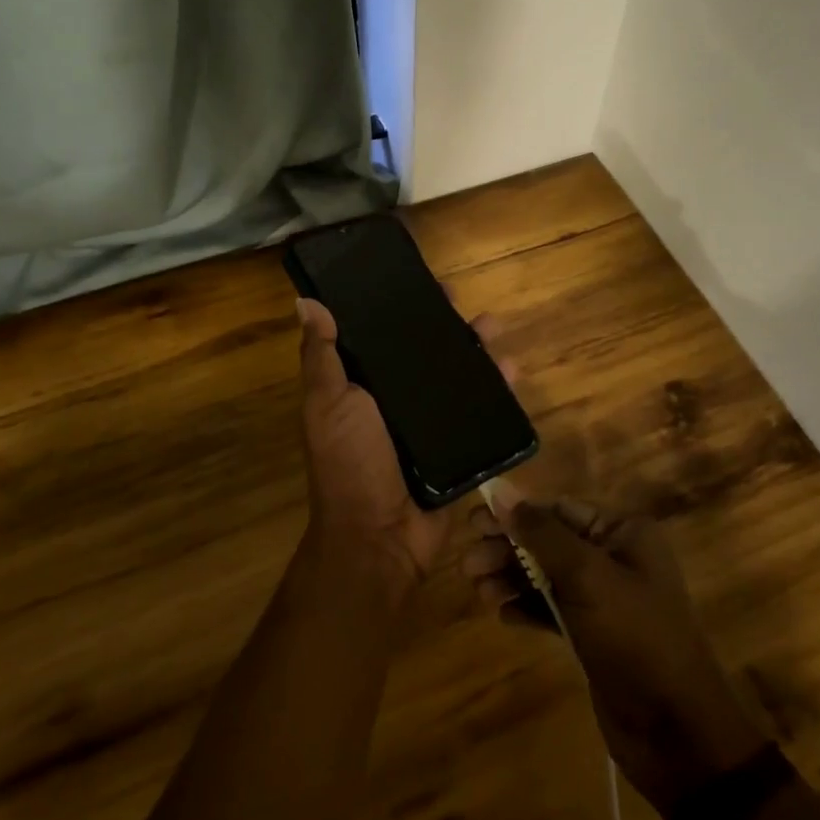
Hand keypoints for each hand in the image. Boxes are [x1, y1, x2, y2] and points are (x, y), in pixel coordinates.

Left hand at [296, 298, 516, 596]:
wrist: (381, 538)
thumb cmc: (349, 463)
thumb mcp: (328, 404)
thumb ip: (321, 356)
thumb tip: (306, 301)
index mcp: (361, 384)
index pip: (381, 336)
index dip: (398, 308)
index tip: (418, 281)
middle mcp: (394, 399)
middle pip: (424, 352)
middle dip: (444, 326)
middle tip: (464, 304)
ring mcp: (428, 423)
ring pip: (456, 376)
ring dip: (476, 351)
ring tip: (495, 329)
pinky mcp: (456, 445)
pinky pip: (479, 411)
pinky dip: (497, 390)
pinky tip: (513, 370)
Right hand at [463, 496, 771, 816]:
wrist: (677, 733)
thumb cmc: (635, 639)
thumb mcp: (587, 577)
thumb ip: (541, 533)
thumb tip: (500, 491)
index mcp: (624, 532)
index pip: (559, 509)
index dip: (514, 513)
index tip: (473, 524)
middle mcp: (615, 557)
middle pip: (548, 540)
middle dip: (508, 548)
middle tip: (468, 564)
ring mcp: (605, 599)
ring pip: (546, 575)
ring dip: (511, 578)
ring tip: (478, 590)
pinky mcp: (594, 635)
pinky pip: (553, 608)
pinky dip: (527, 607)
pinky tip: (501, 614)